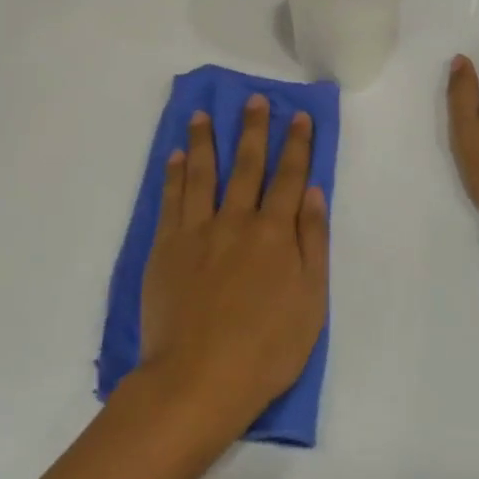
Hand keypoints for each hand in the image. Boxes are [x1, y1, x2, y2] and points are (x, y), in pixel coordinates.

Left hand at [137, 96, 329, 434]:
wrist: (199, 379)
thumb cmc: (266, 349)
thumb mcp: (311, 301)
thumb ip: (312, 241)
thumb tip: (312, 191)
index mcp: (275, 233)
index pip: (289, 177)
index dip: (296, 145)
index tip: (298, 116)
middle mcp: (236, 220)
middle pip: (247, 165)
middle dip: (253, 129)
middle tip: (254, 99)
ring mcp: (197, 231)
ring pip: (203, 173)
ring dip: (205, 140)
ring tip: (203, 114)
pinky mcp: (166, 247)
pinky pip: (171, 200)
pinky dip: (174, 174)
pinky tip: (176, 156)